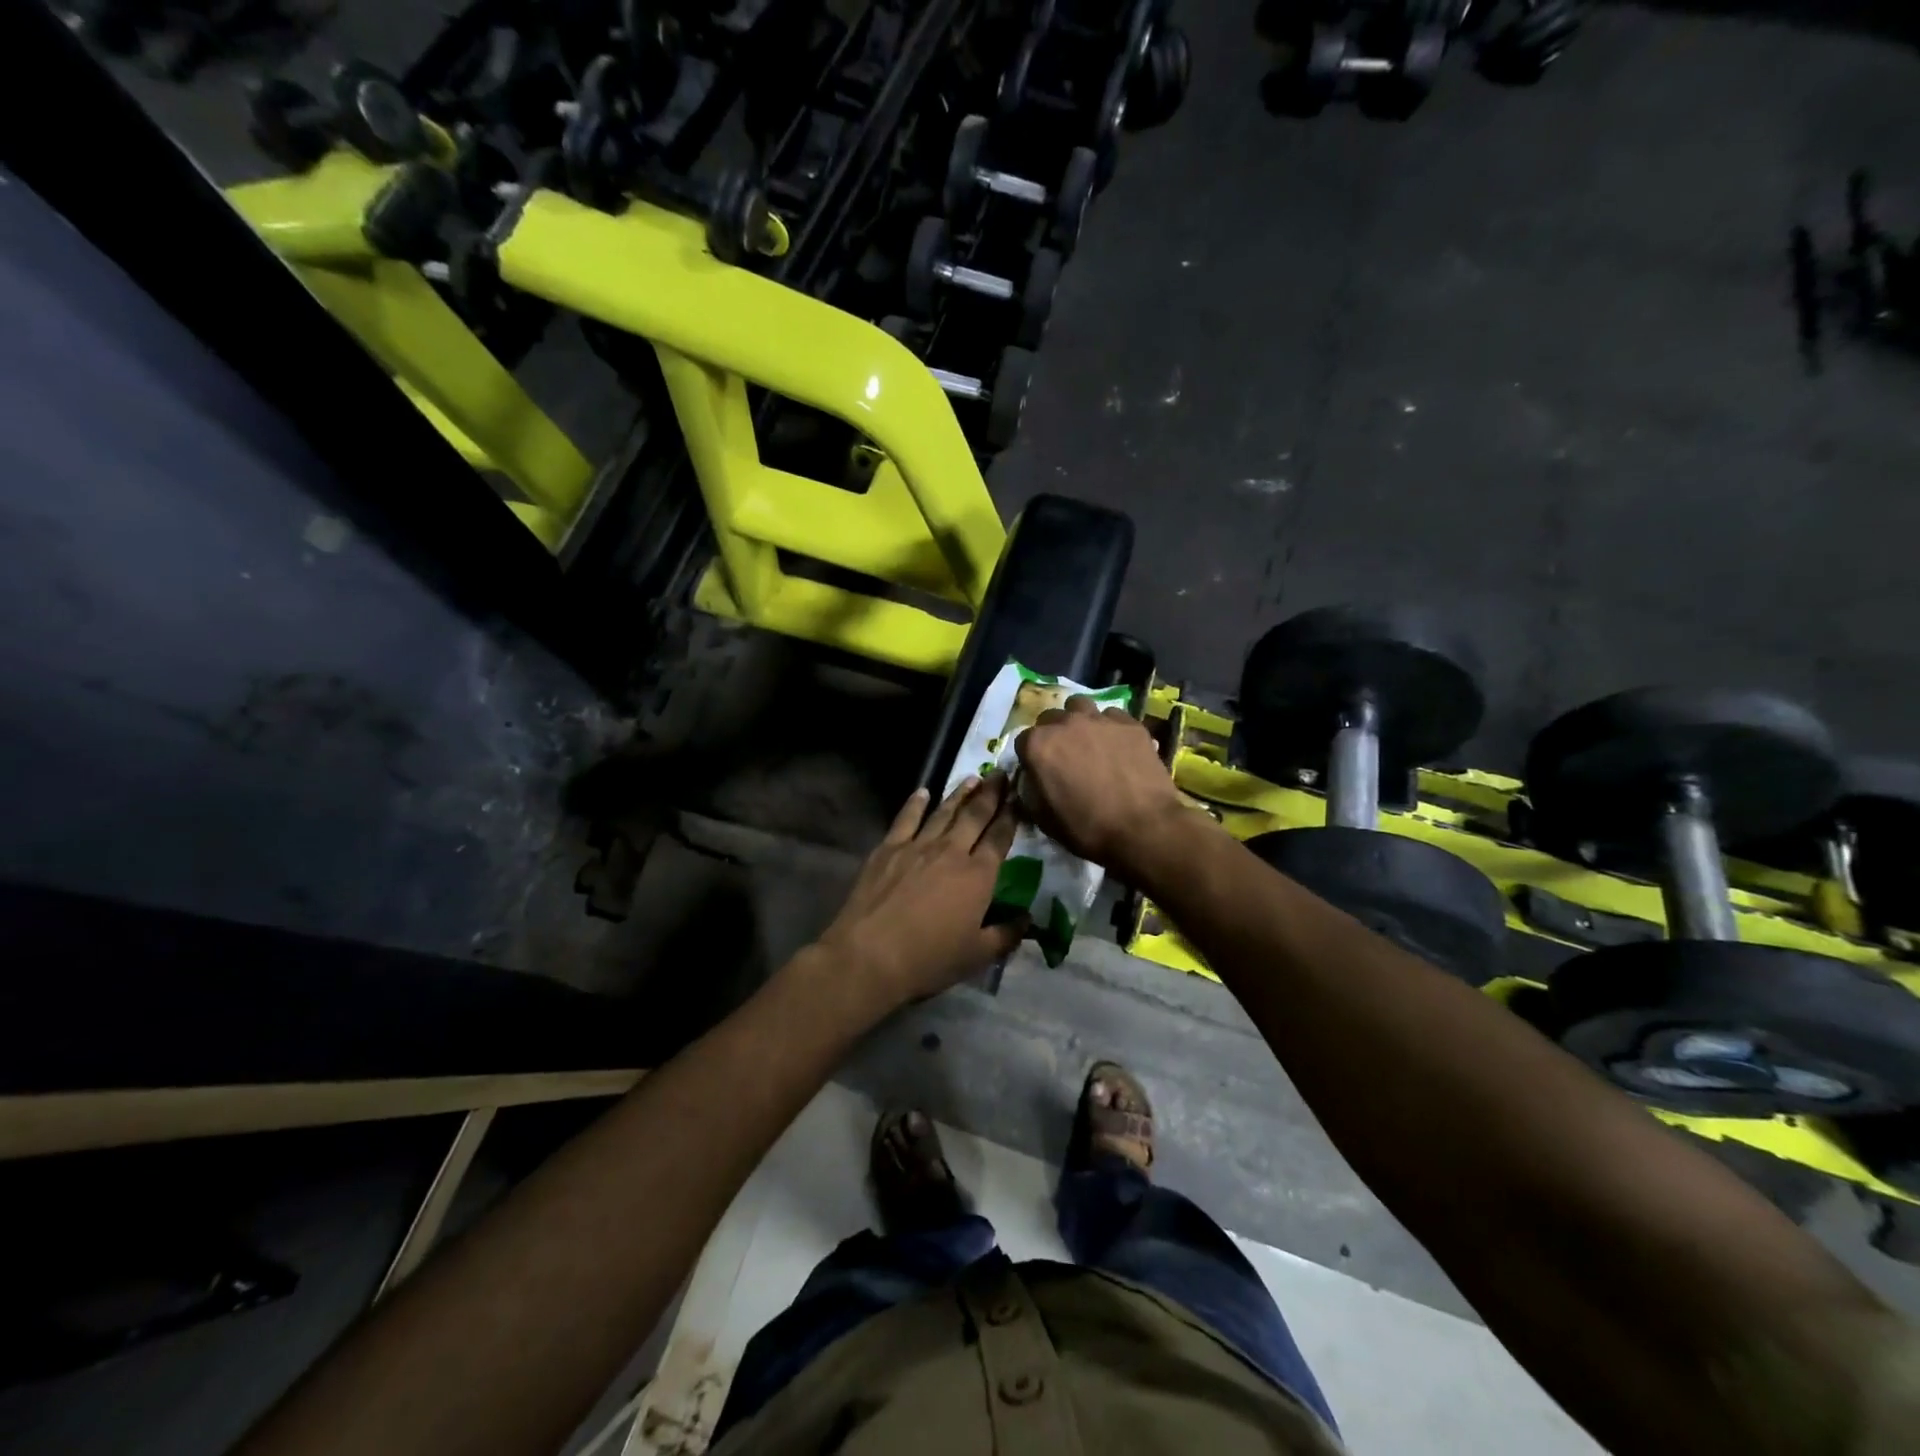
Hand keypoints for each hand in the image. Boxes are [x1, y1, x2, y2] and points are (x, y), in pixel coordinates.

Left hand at [812, 774, 1024, 1008]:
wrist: (870, 955)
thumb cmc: (929, 959)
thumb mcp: (977, 955)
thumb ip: (1006, 935)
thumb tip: (1027, 920)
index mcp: (978, 876)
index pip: (1000, 838)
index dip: (1011, 816)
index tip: (1019, 797)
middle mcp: (951, 852)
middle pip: (975, 816)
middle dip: (991, 794)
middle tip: (1001, 774)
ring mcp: (917, 846)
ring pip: (944, 812)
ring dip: (960, 794)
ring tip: (972, 778)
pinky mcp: (888, 849)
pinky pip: (906, 819)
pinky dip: (915, 803)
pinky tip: (922, 792)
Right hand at [1014, 696, 1190, 880]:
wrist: (1143, 829)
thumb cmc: (1086, 828)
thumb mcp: (1043, 818)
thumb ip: (1030, 790)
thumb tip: (1031, 778)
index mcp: (1039, 745)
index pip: (1023, 741)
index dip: (1031, 758)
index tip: (1040, 772)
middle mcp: (1066, 723)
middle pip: (1051, 718)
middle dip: (1053, 734)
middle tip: (1065, 757)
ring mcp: (1100, 719)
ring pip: (1081, 707)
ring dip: (1079, 721)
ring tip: (1089, 742)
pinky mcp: (1130, 724)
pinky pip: (1113, 717)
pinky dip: (1110, 728)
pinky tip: (1118, 747)